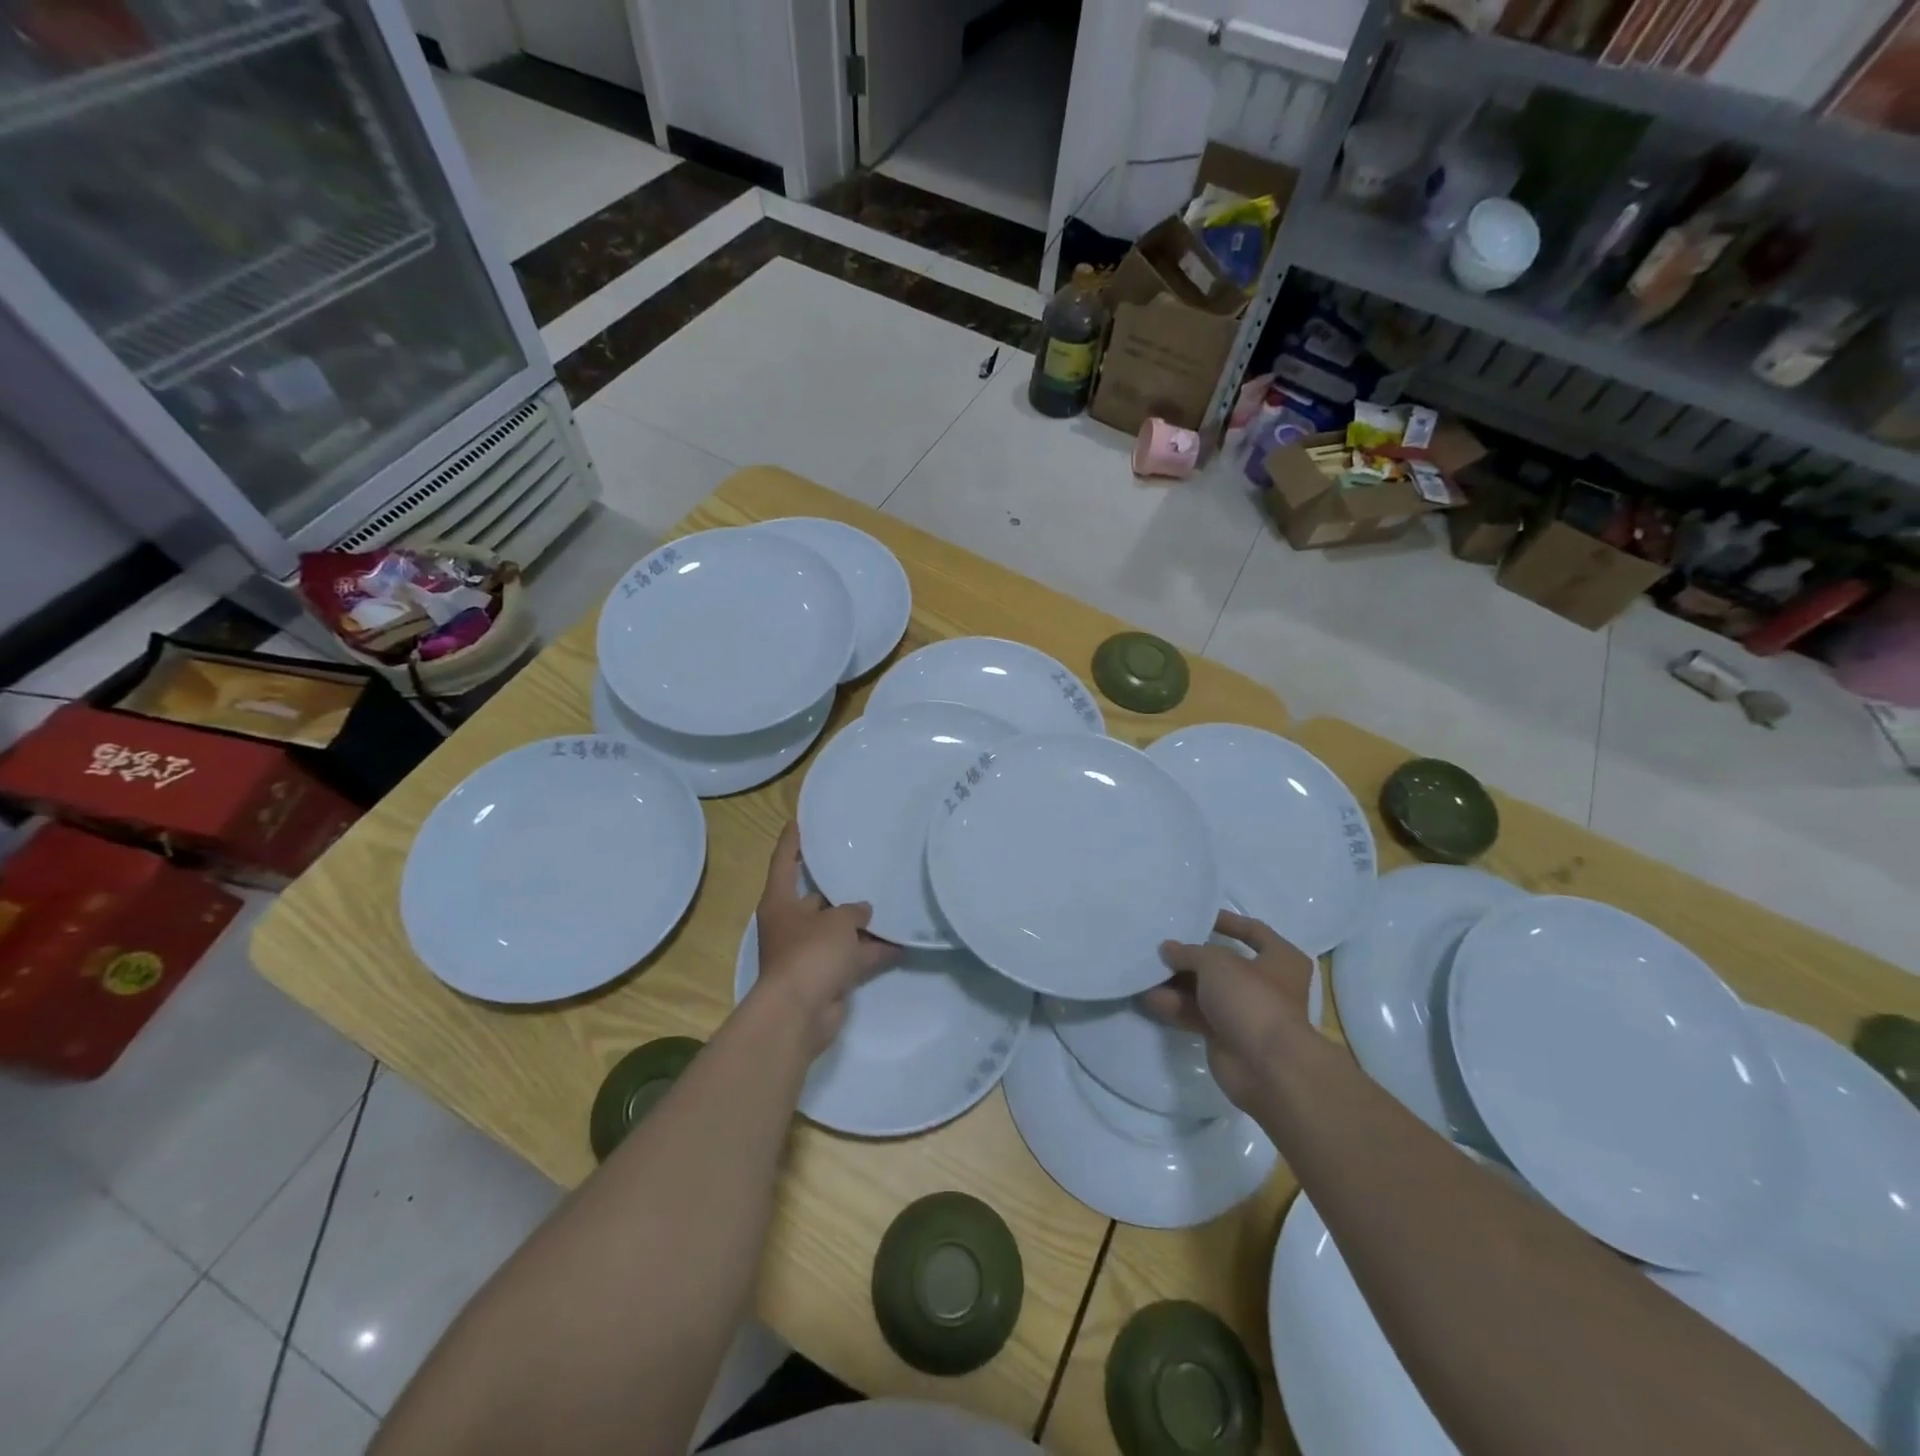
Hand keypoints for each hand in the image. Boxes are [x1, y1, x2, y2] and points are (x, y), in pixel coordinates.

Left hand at [752, 823, 896, 1056]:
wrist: (800, 1013)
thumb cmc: (810, 953)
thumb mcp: (837, 921)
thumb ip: (853, 910)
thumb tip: (863, 911)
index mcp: (781, 903)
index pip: (784, 862)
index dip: (791, 841)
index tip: (800, 820)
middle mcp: (791, 924)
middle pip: (816, 897)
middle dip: (839, 886)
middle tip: (865, 863)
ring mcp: (809, 952)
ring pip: (839, 930)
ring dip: (862, 923)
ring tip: (892, 901)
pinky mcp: (827, 975)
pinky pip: (853, 956)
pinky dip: (873, 951)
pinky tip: (903, 942)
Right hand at [1145, 910, 1314, 1110]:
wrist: (1267, 1067)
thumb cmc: (1252, 999)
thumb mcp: (1217, 963)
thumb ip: (1189, 952)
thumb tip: (1168, 949)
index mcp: (1281, 960)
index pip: (1254, 931)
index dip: (1227, 922)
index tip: (1198, 918)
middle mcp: (1267, 984)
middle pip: (1223, 964)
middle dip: (1191, 957)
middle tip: (1161, 947)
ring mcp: (1246, 1012)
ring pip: (1206, 991)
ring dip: (1177, 983)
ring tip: (1147, 971)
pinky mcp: (1227, 1036)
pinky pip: (1197, 1015)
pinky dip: (1176, 1007)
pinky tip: (1150, 999)